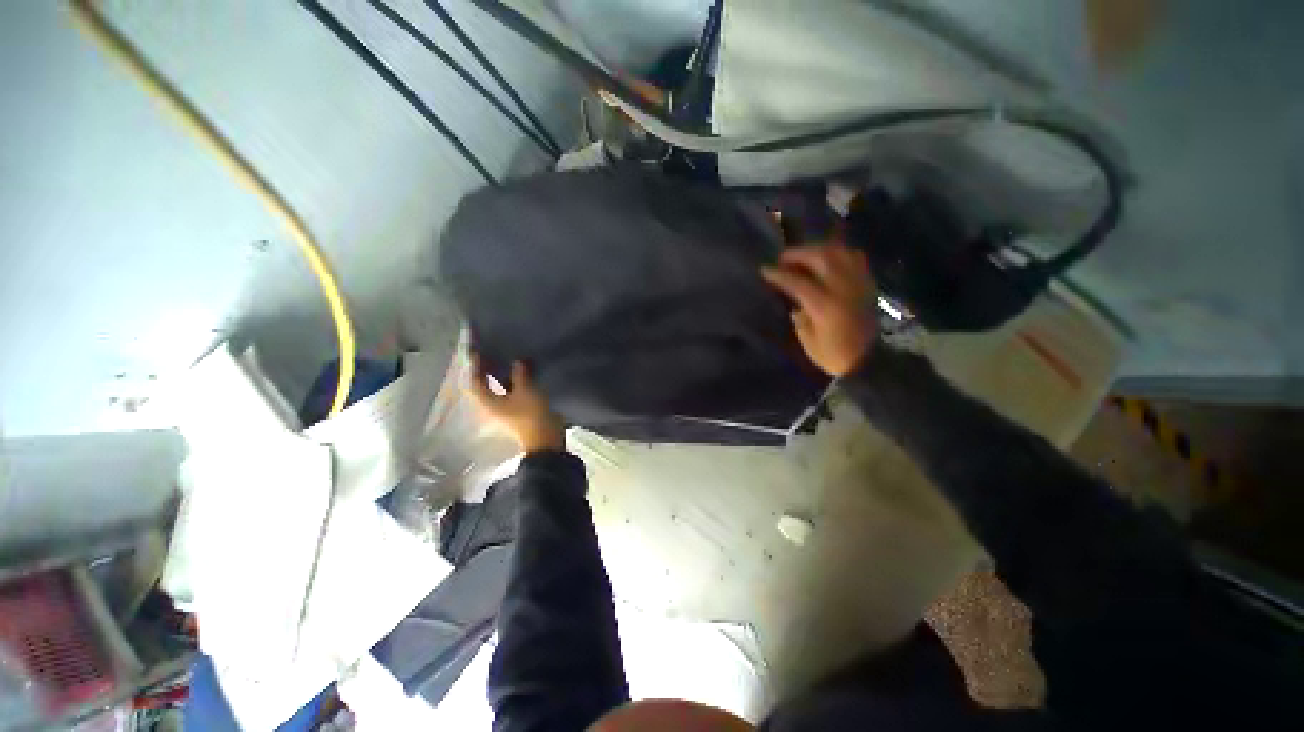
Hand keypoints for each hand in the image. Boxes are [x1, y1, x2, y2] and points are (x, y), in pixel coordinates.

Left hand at [468, 356, 565, 452]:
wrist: (546, 438)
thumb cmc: (530, 414)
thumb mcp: (526, 390)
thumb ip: (520, 374)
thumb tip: (517, 362)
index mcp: (488, 402)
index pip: (475, 382)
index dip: (475, 366)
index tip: (478, 351)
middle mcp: (493, 405)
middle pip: (486, 384)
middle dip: (488, 369)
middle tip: (493, 352)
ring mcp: (506, 409)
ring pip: (500, 387)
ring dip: (503, 374)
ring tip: (509, 358)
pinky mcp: (519, 410)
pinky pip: (513, 391)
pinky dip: (515, 381)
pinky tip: (523, 372)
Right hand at [760, 243, 877, 376]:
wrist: (869, 361)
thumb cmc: (833, 355)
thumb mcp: (808, 340)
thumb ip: (799, 315)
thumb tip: (794, 299)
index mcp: (825, 306)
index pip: (797, 282)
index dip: (779, 274)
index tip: (764, 269)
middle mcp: (843, 288)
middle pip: (820, 257)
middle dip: (798, 253)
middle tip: (783, 258)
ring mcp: (858, 283)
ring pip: (839, 252)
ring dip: (818, 249)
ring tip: (804, 256)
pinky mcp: (868, 283)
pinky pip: (855, 257)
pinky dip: (838, 253)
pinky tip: (827, 259)